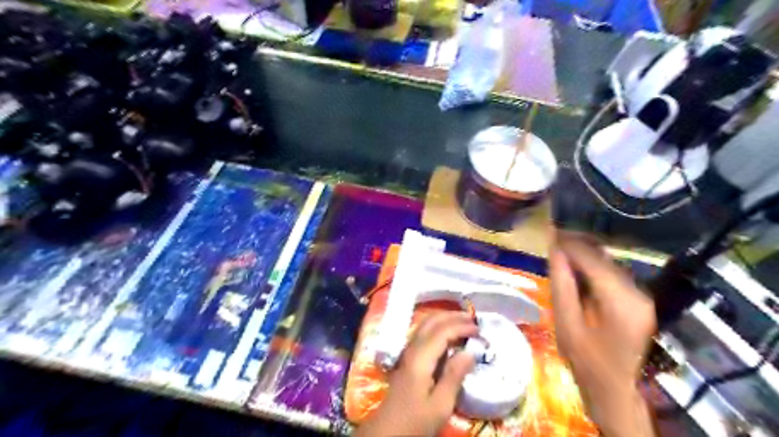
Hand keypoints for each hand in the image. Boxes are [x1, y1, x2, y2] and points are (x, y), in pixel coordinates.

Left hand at [355, 312, 477, 436]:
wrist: (387, 431)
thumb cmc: (415, 420)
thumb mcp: (440, 405)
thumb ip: (454, 376)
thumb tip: (469, 352)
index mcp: (420, 357)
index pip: (442, 331)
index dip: (461, 326)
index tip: (479, 331)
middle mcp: (412, 349)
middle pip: (431, 321)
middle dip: (452, 316)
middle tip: (472, 319)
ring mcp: (408, 352)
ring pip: (425, 325)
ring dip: (444, 319)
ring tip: (463, 322)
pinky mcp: (408, 359)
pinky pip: (423, 334)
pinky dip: (437, 328)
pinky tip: (447, 335)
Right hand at [547, 231, 656, 436]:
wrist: (614, 389)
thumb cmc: (586, 361)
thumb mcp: (566, 323)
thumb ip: (561, 284)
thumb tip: (554, 251)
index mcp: (620, 301)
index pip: (592, 259)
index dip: (569, 243)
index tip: (548, 231)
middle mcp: (637, 293)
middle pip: (603, 257)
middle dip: (576, 245)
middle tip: (551, 239)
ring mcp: (641, 296)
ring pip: (608, 263)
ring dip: (584, 254)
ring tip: (559, 250)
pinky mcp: (638, 300)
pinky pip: (611, 274)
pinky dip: (592, 266)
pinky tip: (575, 267)